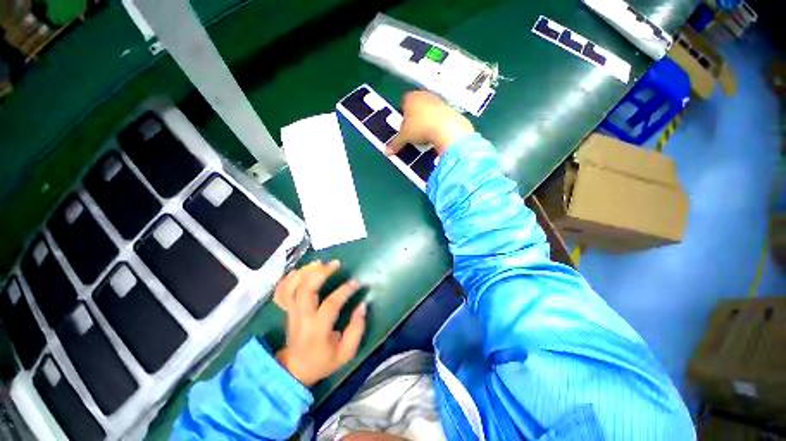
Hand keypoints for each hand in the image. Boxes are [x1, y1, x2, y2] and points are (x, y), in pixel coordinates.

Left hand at [273, 260, 366, 386]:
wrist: (297, 367)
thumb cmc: (323, 361)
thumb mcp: (346, 353)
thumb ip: (356, 330)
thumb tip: (362, 306)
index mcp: (318, 330)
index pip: (330, 304)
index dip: (344, 291)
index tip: (356, 283)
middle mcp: (302, 317)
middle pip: (306, 289)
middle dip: (320, 273)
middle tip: (335, 264)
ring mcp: (291, 312)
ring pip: (293, 286)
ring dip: (306, 271)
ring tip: (320, 262)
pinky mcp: (286, 310)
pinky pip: (283, 290)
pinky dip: (290, 277)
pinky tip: (301, 270)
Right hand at [385, 91, 474, 156]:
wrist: (447, 129)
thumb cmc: (421, 127)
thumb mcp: (405, 136)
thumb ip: (395, 143)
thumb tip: (387, 151)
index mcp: (410, 97)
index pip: (403, 102)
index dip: (403, 113)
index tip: (404, 123)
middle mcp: (424, 95)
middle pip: (417, 104)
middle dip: (415, 114)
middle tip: (414, 128)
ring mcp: (438, 100)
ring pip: (429, 108)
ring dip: (428, 117)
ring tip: (426, 132)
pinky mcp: (450, 108)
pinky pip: (441, 114)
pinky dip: (439, 121)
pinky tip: (438, 132)